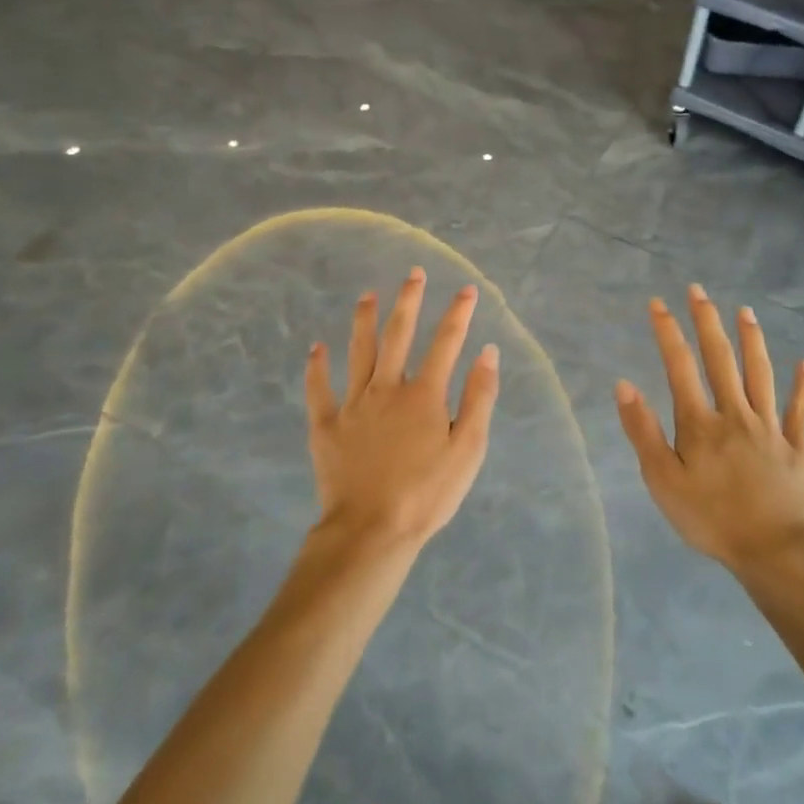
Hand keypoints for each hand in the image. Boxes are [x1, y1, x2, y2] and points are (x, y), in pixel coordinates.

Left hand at [304, 269, 499, 554]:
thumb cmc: (427, 494)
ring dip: (363, 321)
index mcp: (424, 395)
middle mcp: (387, 388)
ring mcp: (353, 405)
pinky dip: (316, 368)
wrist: (371, 530)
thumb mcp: (468, 450)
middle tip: (413, 273)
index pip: (446, 343)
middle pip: (398, 335)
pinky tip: (316, 348)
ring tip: (367, 295)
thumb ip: (478, 398)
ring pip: (358, 352)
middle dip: (408, 301)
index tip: (467, 289)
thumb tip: (487, 352)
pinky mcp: (325, 426)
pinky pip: (319, 390)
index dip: (458, 313)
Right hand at [614, 285, 803, 574]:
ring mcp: (770, 427)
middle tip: (698, 291)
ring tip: (745, 311)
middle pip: (721, 358)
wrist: (775, 554)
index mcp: (700, 423)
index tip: (658, 303)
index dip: (667, 331)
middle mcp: (736, 413)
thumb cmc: (711, 519)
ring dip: (752, 340)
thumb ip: (644, 431)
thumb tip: (624, 384)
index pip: (679, 365)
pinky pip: (801, 410)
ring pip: (761, 373)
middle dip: (707, 321)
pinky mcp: (797, 446)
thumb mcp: (662, 482)